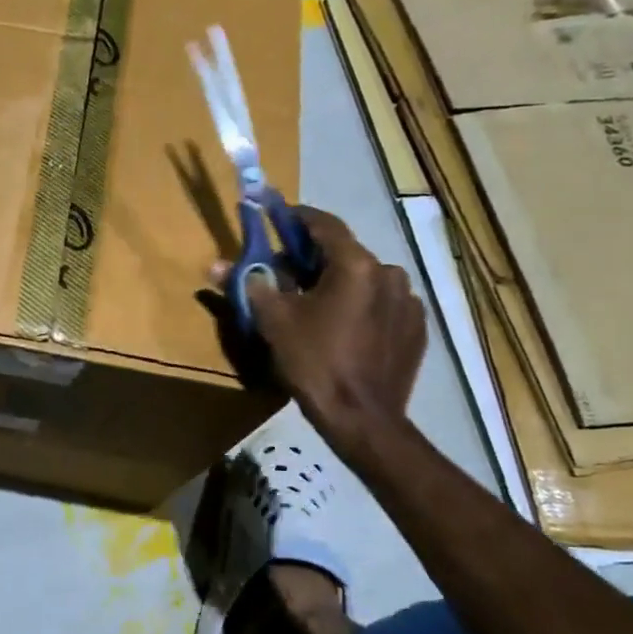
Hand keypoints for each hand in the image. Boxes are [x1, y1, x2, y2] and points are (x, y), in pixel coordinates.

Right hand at [222, 205, 425, 453]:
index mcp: (355, 265)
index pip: (325, 225)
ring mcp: (408, 301)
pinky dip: (360, 306)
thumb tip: (216, 265)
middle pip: (345, 254)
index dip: (298, 217)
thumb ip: (248, 285)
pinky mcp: (416, 327)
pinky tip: (343, 328)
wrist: (362, 418)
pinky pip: (382, 304)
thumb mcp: (273, 322)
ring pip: (365, 280)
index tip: (278, 216)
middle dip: (314, 258)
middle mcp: (389, 273)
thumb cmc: (314, 362)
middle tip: (286, 272)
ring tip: (315, 305)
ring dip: (339, 283)